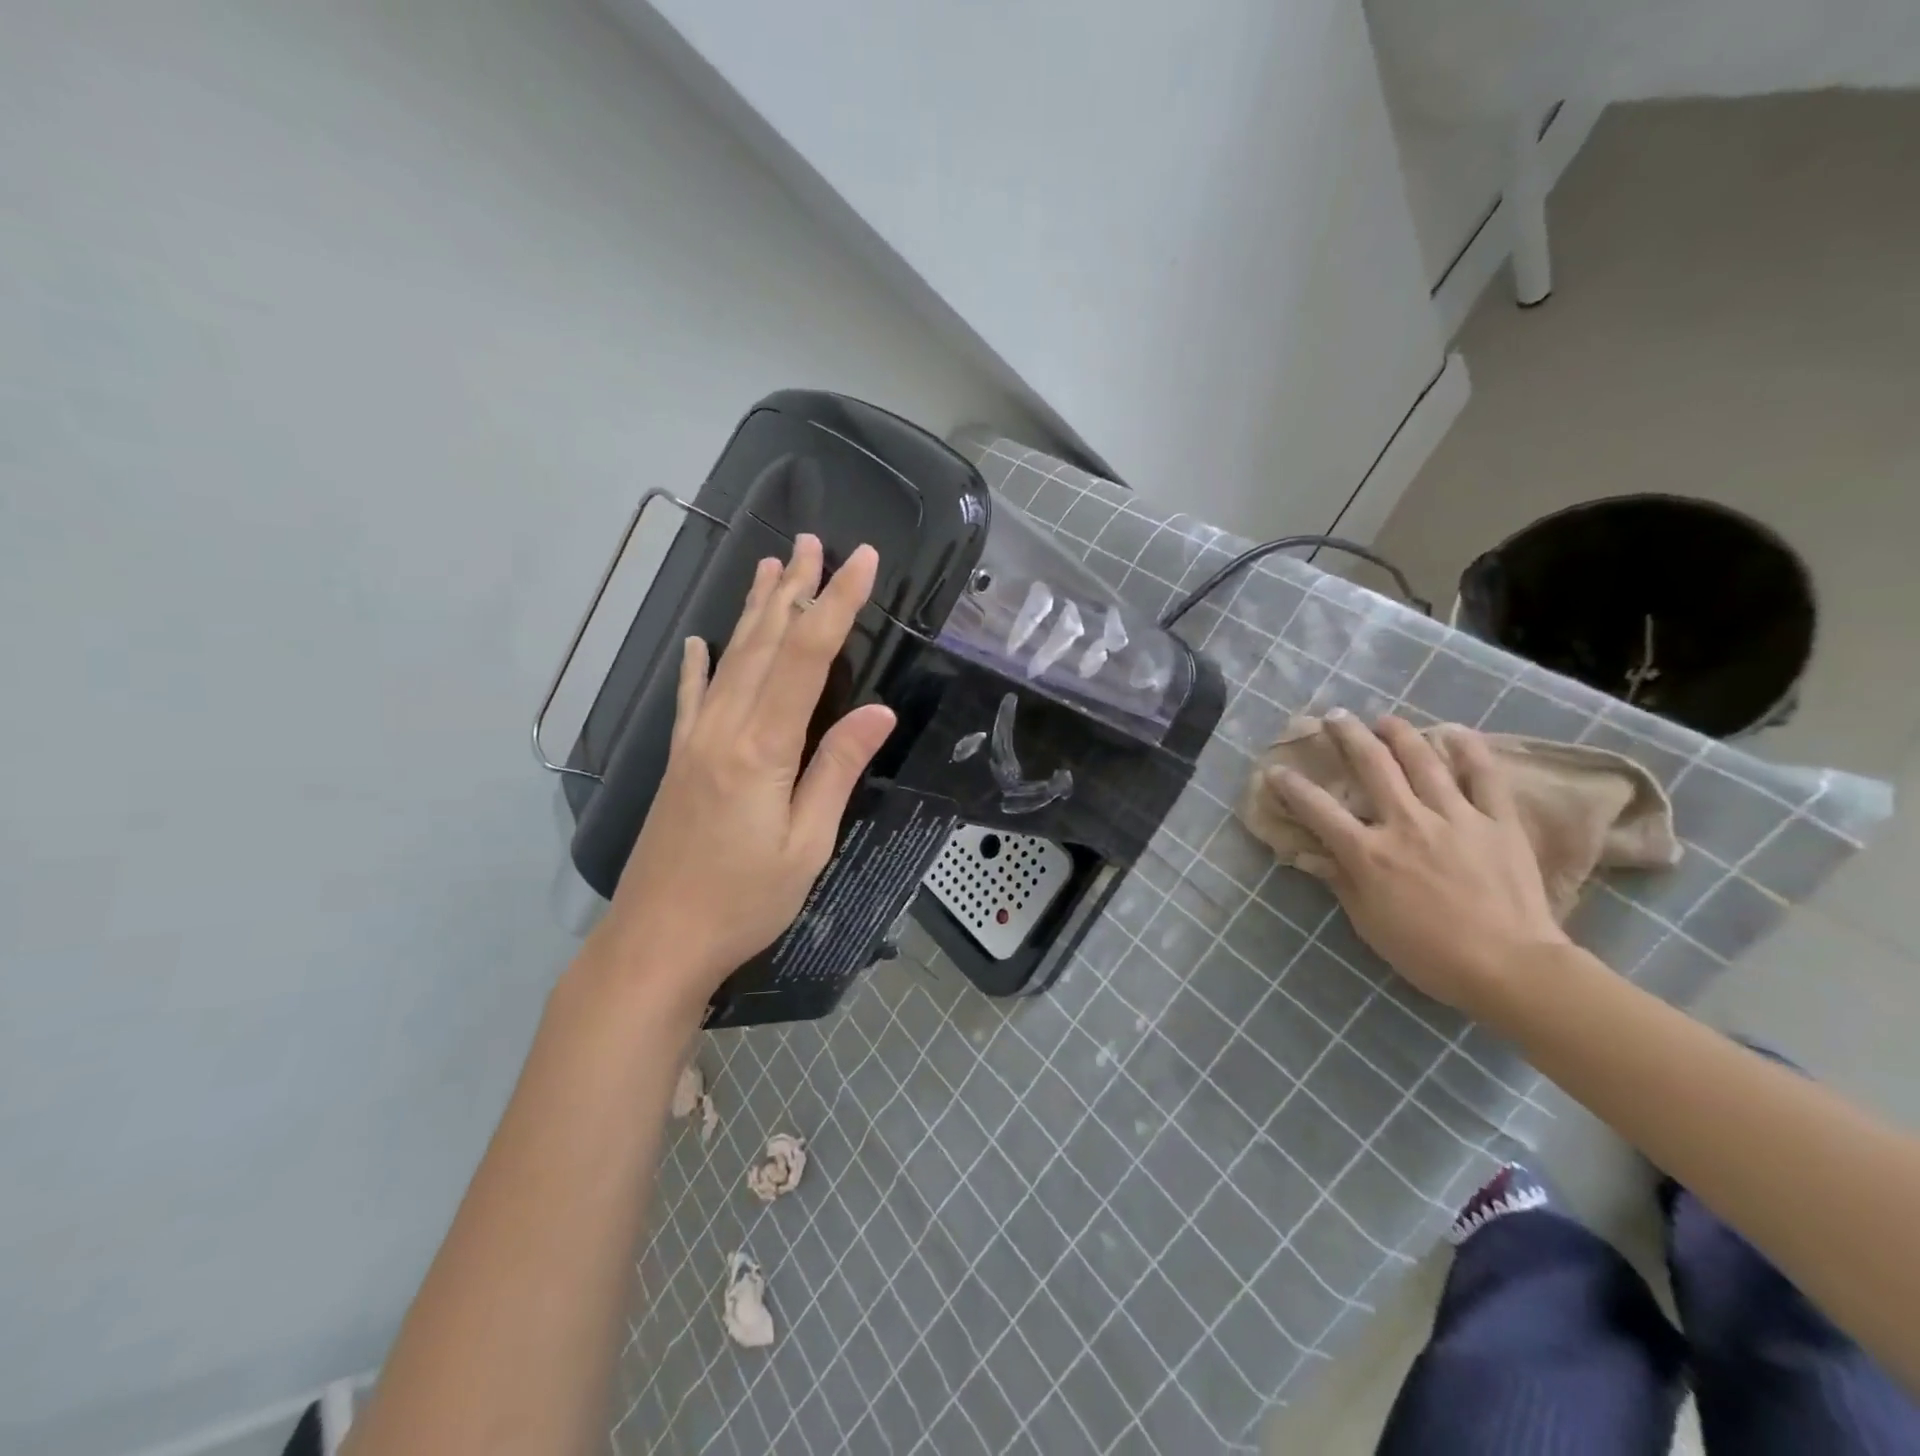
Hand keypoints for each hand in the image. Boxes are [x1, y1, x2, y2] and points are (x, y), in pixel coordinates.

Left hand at [595, 534, 895, 1008]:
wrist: (657, 940)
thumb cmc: (744, 901)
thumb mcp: (807, 844)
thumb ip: (837, 770)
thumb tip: (878, 712)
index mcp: (762, 747)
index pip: (806, 658)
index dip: (836, 605)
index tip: (860, 562)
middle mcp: (725, 729)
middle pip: (764, 644)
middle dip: (795, 590)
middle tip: (814, 544)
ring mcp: (696, 741)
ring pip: (730, 660)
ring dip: (754, 611)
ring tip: (771, 568)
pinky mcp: (680, 760)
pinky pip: (691, 698)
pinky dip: (699, 665)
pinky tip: (700, 641)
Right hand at [1267, 710, 1567, 1015]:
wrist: (1511, 969)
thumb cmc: (1428, 954)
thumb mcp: (1369, 923)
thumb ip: (1341, 882)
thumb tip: (1314, 856)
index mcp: (1369, 853)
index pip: (1317, 809)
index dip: (1291, 786)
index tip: (1276, 770)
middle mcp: (1406, 823)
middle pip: (1372, 766)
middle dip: (1347, 736)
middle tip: (1334, 716)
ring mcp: (1455, 818)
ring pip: (1423, 761)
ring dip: (1399, 734)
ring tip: (1384, 718)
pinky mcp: (1498, 822)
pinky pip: (1484, 777)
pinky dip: (1470, 750)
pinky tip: (1455, 731)